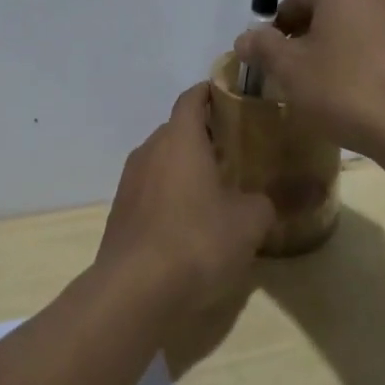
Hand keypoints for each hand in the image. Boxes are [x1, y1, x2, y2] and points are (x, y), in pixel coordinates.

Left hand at [95, 84, 275, 324]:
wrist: (134, 292)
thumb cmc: (197, 241)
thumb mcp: (249, 223)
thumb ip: (263, 202)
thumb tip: (264, 200)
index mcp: (180, 138)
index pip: (193, 97)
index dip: (212, 93)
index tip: (234, 99)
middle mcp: (150, 150)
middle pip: (177, 129)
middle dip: (204, 135)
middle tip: (236, 150)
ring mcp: (129, 181)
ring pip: (162, 160)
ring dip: (186, 167)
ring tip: (215, 188)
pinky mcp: (120, 212)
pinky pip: (150, 189)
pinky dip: (170, 194)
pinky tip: (189, 222)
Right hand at [233, 0, 384, 159]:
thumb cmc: (345, 87)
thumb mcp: (290, 68)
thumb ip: (262, 47)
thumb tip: (244, 38)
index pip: (295, 2)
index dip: (276, 34)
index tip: (269, 65)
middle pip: (327, 13)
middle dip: (308, 42)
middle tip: (294, 79)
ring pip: (355, 32)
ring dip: (336, 54)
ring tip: (326, 93)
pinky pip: (381, 50)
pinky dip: (364, 66)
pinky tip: (358, 99)